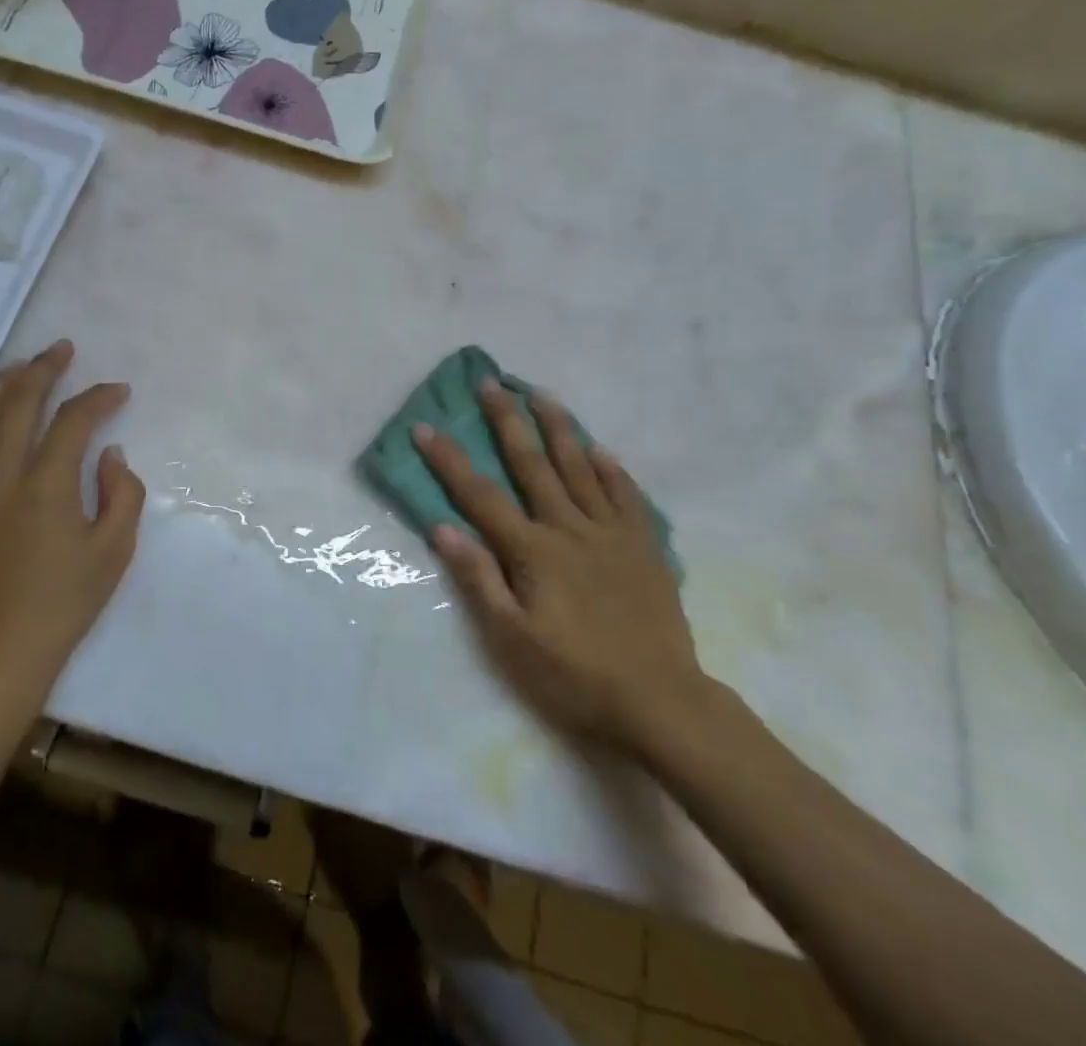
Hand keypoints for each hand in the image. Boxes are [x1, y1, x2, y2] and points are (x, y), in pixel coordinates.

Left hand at [0, 340, 145, 717]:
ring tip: (21, 368)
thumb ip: (122, 494)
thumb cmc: (60, 609)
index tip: (118, 390)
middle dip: (42, 368)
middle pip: (16, 402)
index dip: (99, 397)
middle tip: (62, 350)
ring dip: (1, 384)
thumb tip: (110, 455)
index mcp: (44, 484)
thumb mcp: (113, 553)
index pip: (72, 420)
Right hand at [413, 380, 704, 756]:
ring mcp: (611, 533)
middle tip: (490, 383)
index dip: (449, 460)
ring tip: (541, 393)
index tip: (425, 426)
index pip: (480, 495)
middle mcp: (569, 528)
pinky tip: (600, 449)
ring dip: (558, 428)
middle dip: (507, 421)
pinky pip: (625, 495)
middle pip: (532, 464)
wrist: (660, 702)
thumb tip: (442, 527)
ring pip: (580, 467)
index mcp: (532, 551)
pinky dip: (611, 469)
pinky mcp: (643, 547)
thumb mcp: (512, 640)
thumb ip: (479, 579)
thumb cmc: (574, 676)